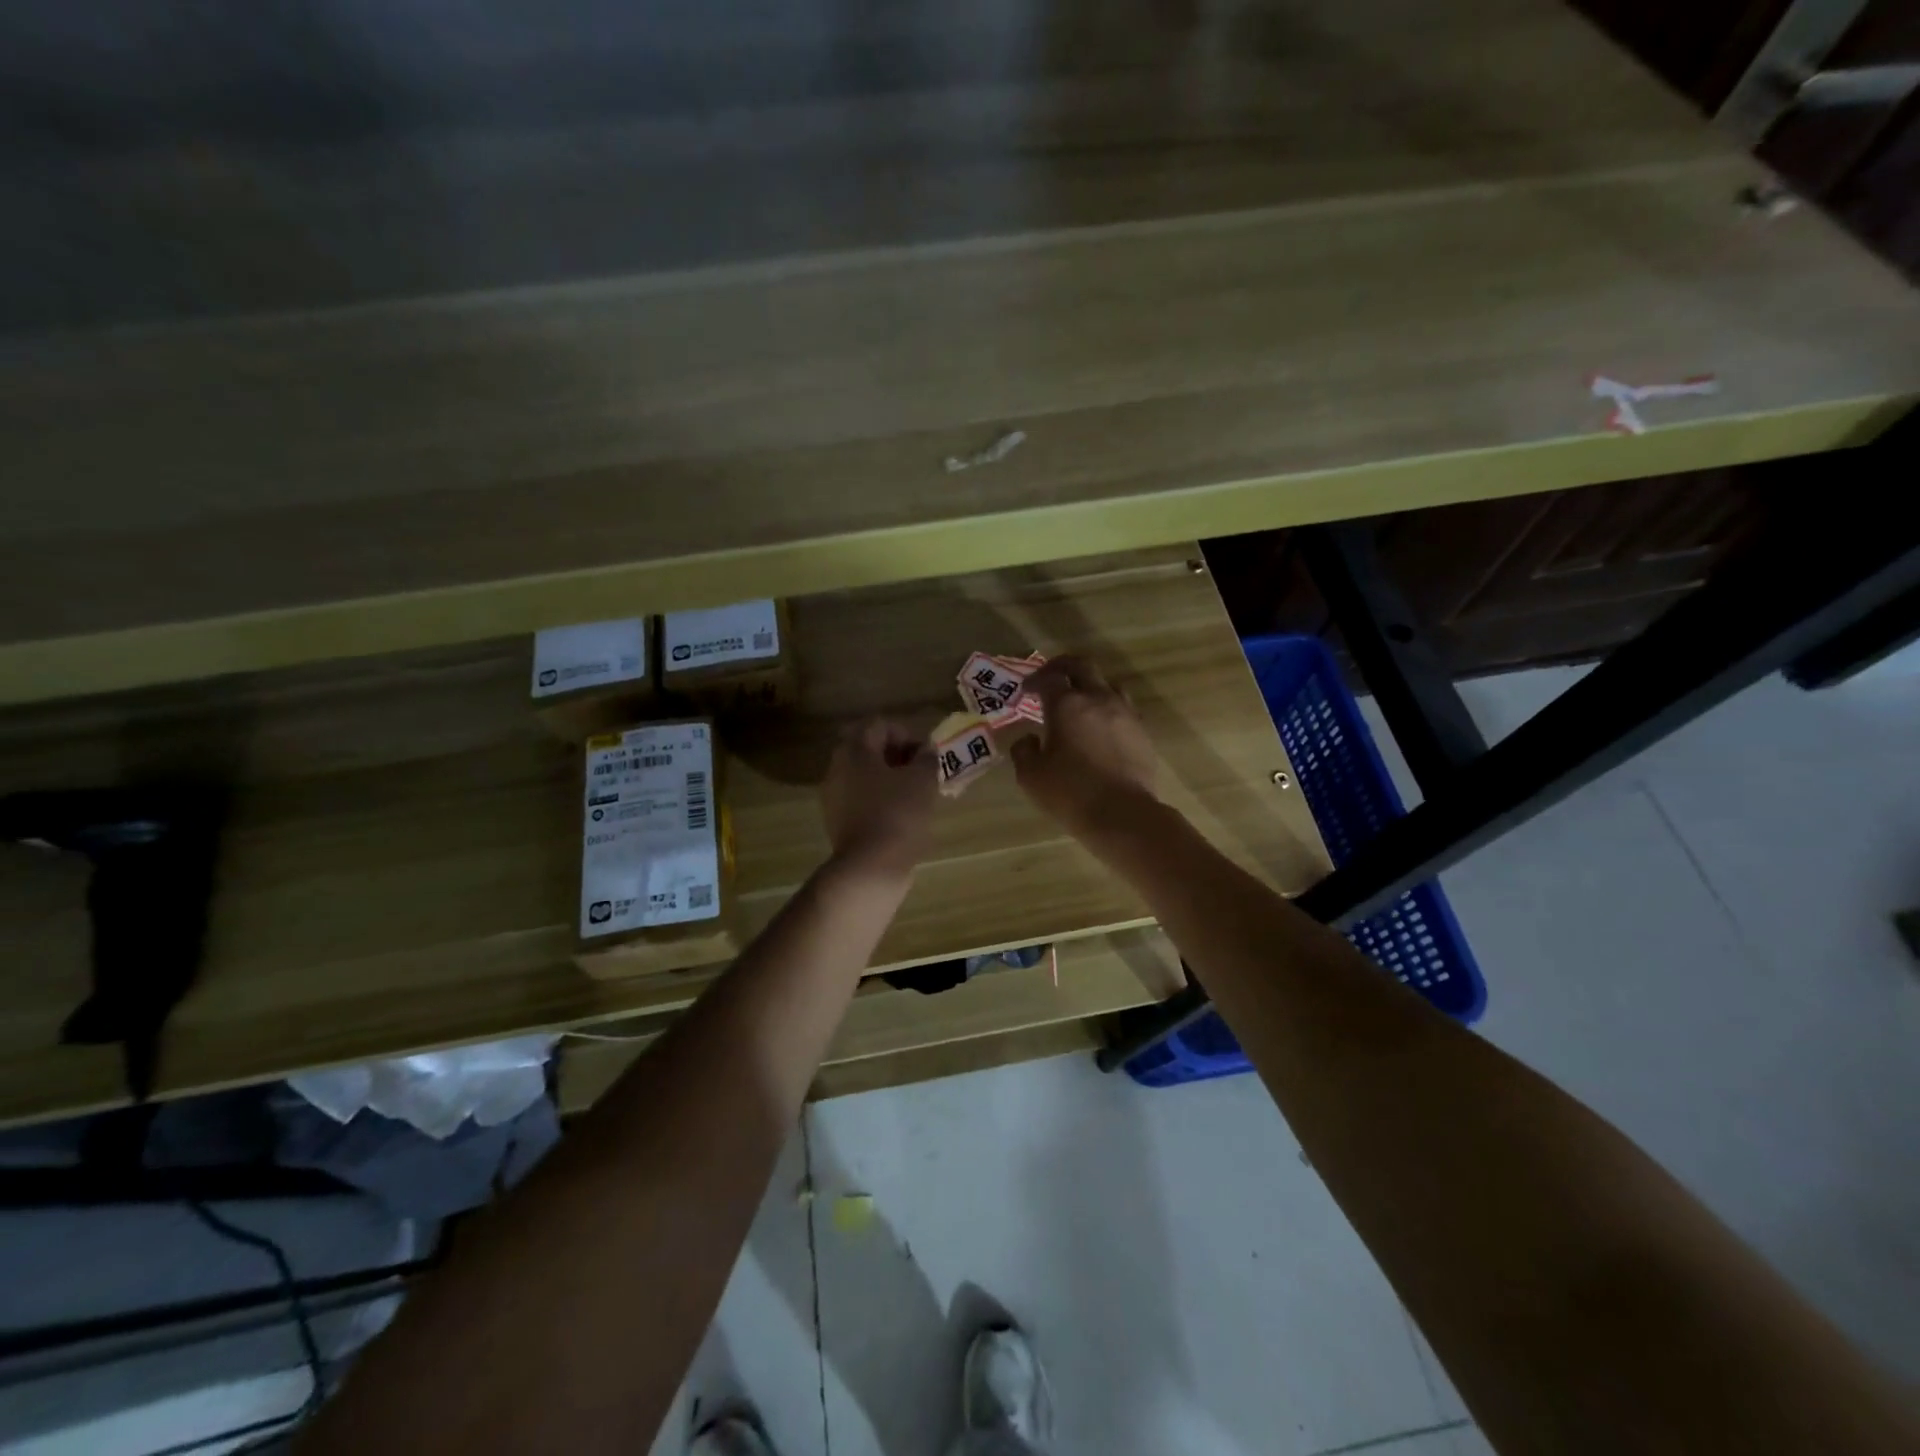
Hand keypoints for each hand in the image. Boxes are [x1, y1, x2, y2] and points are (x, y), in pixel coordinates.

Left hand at [820, 719, 938, 879]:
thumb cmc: (898, 814)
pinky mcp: (838, 821)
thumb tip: (926, 750)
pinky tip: (901, 814)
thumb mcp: (922, 780)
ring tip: (915, 794)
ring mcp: (834, 797)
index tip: (925, 755)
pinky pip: (861, 799)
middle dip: (897, 756)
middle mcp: (837, 768)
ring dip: (890, 779)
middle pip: (868, 749)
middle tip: (921, 771)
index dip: (906, 734)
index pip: (879, 725)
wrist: (870, 867)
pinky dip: (880, 799)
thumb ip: (926, 758)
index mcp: (854, 750)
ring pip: (865, 776)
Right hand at [1010, 656, 1158, 840]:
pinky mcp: (1141, 732)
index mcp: (1067, 705)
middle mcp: (1098, 699)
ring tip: (1079, 702)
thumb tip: (1029, 739)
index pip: (1048, 678)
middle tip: (1050, 678)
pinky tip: (1100, 728)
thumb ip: (1024, 751)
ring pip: (1107, 684)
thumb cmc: (1070, 793)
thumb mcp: (1031, 776)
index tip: (1025, 691)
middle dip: (1062, 667)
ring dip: (1090, 686)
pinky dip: (1107, 709)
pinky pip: (1123, 708)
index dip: (1034, 679)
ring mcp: (1125, 713)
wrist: (1122, 814)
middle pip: (1082, 666)